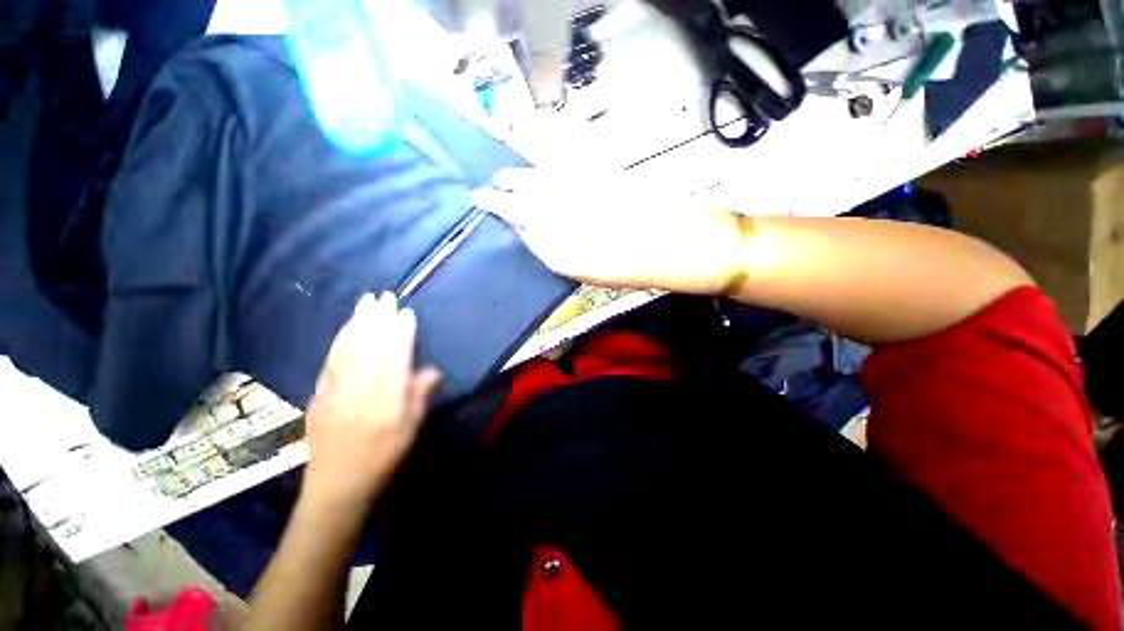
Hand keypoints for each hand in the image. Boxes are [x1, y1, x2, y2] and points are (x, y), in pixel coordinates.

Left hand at [302, 293, 440, 504]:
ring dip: (357, 323)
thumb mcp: (411, 432)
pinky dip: (338, 341)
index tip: (406, 313)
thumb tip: (431, 371)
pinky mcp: (319, 396)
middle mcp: (360, 391)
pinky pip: (329, 362)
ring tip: (365, 302)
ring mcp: (335, 392)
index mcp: (386, 401)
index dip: (401, 334)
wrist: (337, 487)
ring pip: (347, 350)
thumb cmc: (383, 458)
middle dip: (378, 319)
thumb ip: (419, 398)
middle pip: (370, 348)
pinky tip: (345, 328)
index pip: (395, 359)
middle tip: (384, 295)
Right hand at [471, 168, 745, 294]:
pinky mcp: (601, 173)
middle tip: (486, 189)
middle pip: (525, 197)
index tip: (482, 202)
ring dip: (519, 176)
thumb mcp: (587, 272)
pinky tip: (535, 164)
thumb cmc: (634, 268)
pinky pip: (564, 166)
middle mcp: (566, 213)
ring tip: (503, 176)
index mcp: (562, 243)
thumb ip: (553, 251)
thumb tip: (529, 233)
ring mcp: (583, 191)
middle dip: (503, 192)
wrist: (679, 242)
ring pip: (539, 178)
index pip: (519, 220)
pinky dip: (545, 164)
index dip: (500, 210)